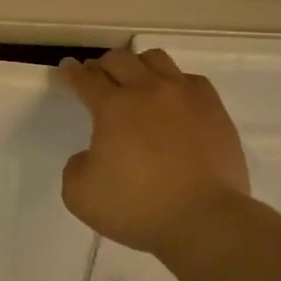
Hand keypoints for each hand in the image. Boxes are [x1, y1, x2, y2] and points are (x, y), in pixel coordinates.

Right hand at [58, 47, 250, 254]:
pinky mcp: (214, 109)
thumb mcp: (80, 195)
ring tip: (135, 82)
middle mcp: (148, 90)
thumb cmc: (138, 208)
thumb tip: (91, 155)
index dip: (71, 73)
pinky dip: (174, 83)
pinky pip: (189, 80)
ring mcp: (185, 96)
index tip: (66, 68)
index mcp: (113, 108)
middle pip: (119, 59)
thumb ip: (76, 167)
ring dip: (137, 66)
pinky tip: (172, 101)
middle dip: (102, 65)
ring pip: (156, 59)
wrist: (204, 220)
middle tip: (97, 78)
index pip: (85, 79)